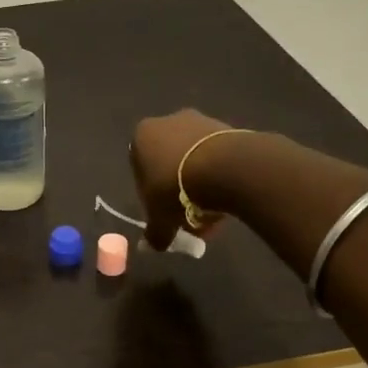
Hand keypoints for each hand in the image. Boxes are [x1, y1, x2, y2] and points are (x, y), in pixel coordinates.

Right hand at [129, 108, 238, 249]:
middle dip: (178, 188)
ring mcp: (200, 120)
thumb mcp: (160, 219)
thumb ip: (154, 233)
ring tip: (212, 211)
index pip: (140, 167)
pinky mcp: (228, 127)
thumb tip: (149, 247)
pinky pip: (218, 155)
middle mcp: (168, 121)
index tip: (163, 211)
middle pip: (169, 161)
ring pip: (195, 158)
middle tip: (189, 216)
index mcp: (142, 136)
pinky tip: (226, 197)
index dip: (151, 193)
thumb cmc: (177, 189)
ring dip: (200, 182)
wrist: (226, 168)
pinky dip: (220, 174)